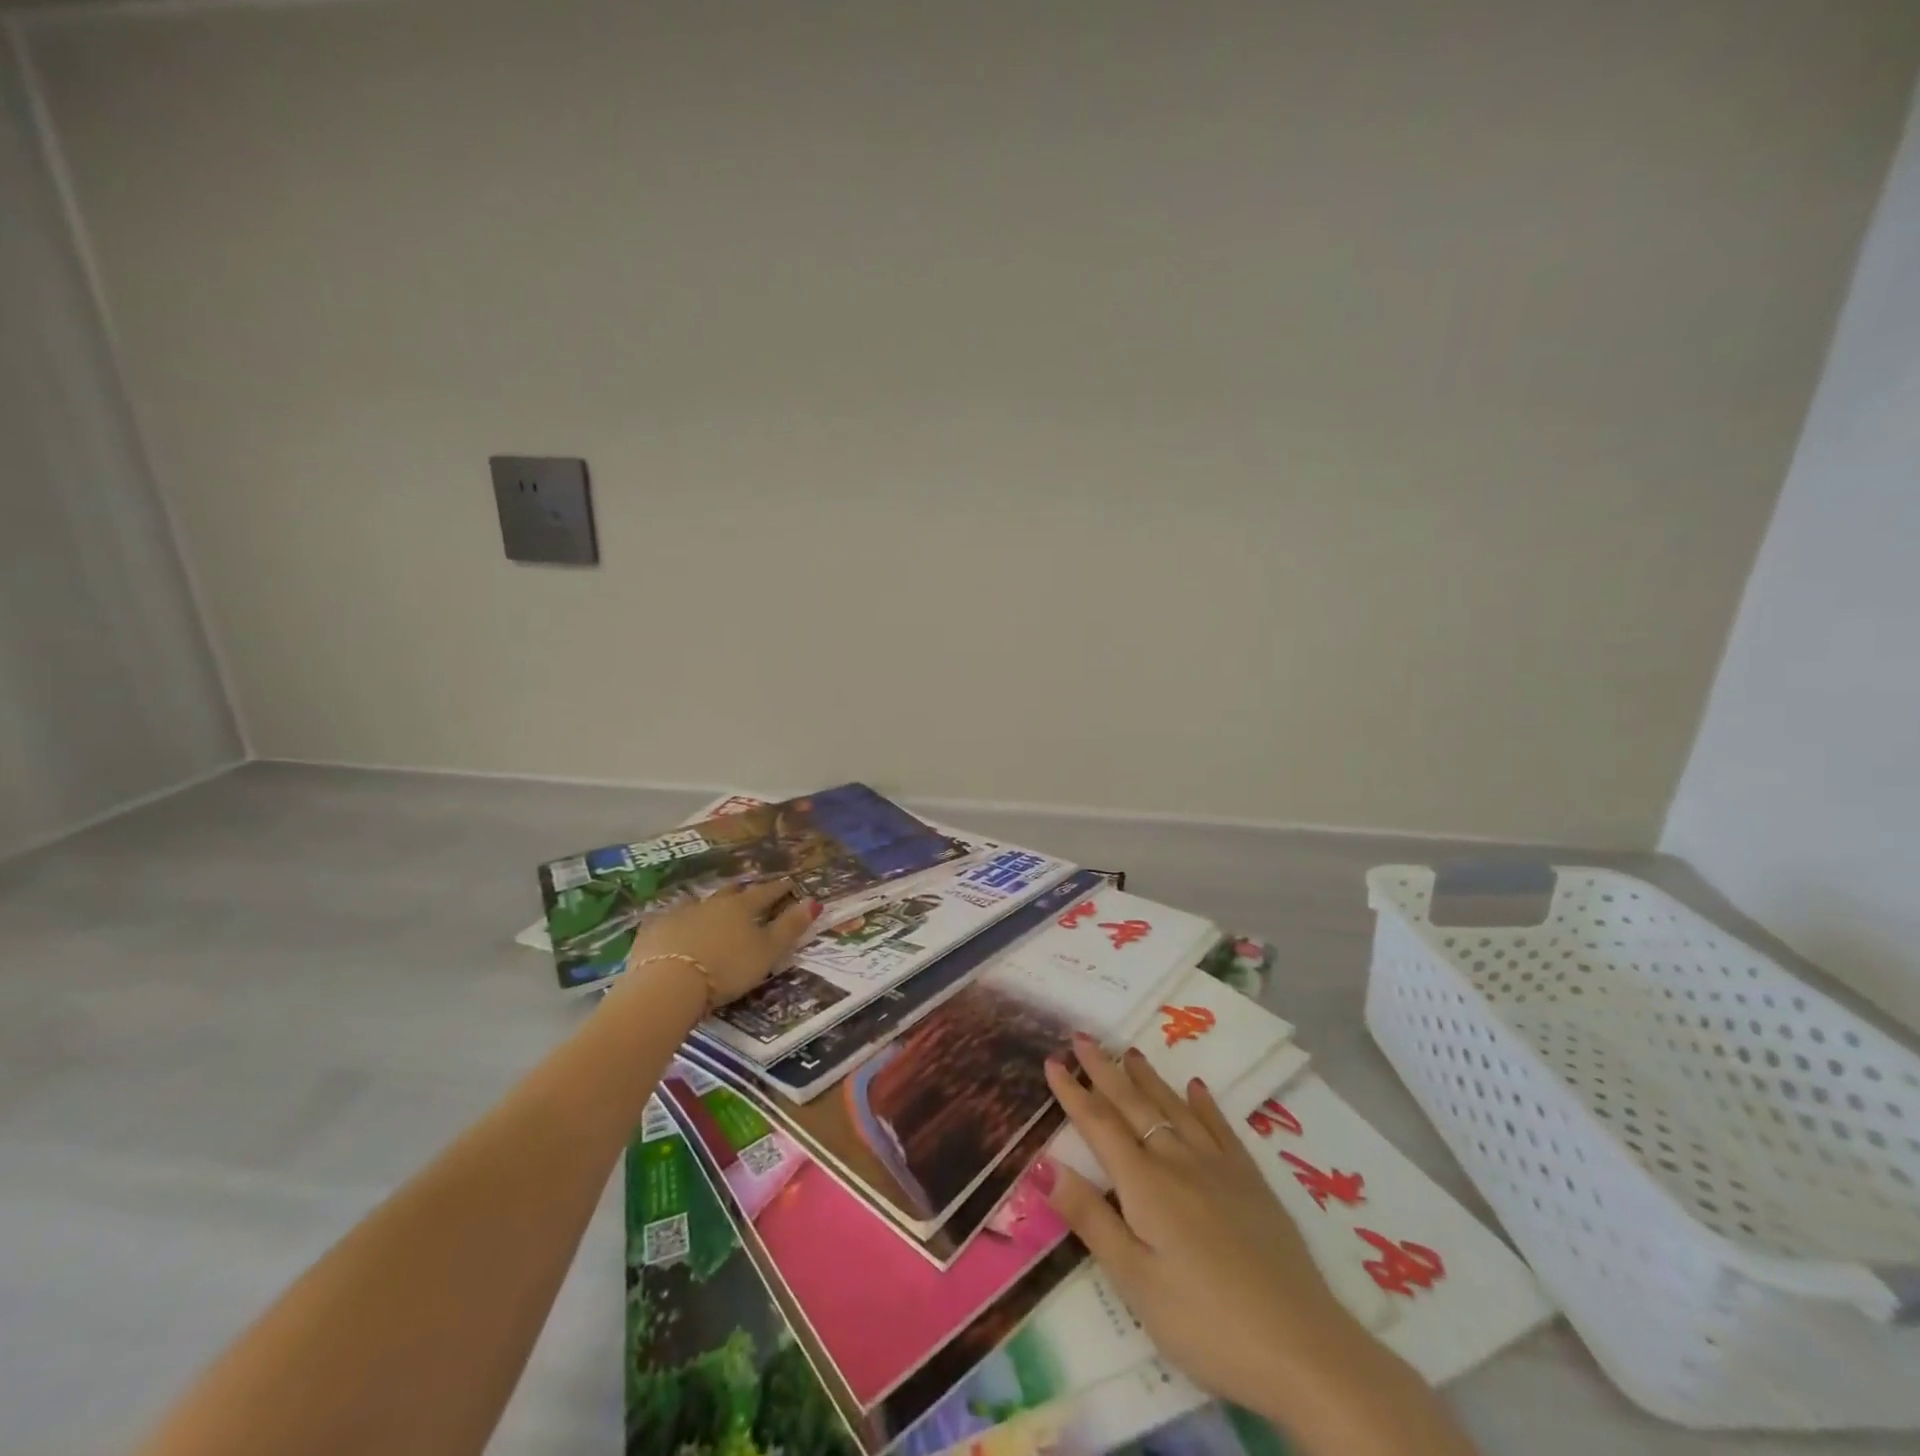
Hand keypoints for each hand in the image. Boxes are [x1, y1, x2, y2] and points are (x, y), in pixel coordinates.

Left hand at [619, 880, 819, 1006]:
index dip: (778, 889)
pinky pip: (668, 922)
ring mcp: (679, 915)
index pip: (765, 893)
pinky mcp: (653, 932)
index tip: (788, 883)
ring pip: (698, 905)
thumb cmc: (727, 969)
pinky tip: (674, 930)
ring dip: (708, 907)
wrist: (668, 984)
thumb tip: (814, 901)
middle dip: (741, 892)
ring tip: (712, 911)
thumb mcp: (767, 952)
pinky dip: (676, 924)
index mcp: (742, 908)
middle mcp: (711, 904)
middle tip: (747, 890)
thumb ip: (790, 927)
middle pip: (730, 894)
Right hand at [1038, 1038, 1374, 1414]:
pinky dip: (1204, 1104)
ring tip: (1129, 1052)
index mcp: (1145, 1185)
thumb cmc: (1205, 1323)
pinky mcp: (1252, 1182)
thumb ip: (1091, 1219)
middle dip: (1104, 1071)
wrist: (1302, 1348)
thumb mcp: (1136, 1282)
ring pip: (1174, 1108)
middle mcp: (1179, 1162)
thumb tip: (1043, 1165)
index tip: (1052, 1061)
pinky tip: (1196, 1087)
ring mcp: (1219, 1168)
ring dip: (1148, 1079)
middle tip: (1082, 1037)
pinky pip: (1221, 1128)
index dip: (1073, 1093)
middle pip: (1134, 1106)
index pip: (1099, 1126)